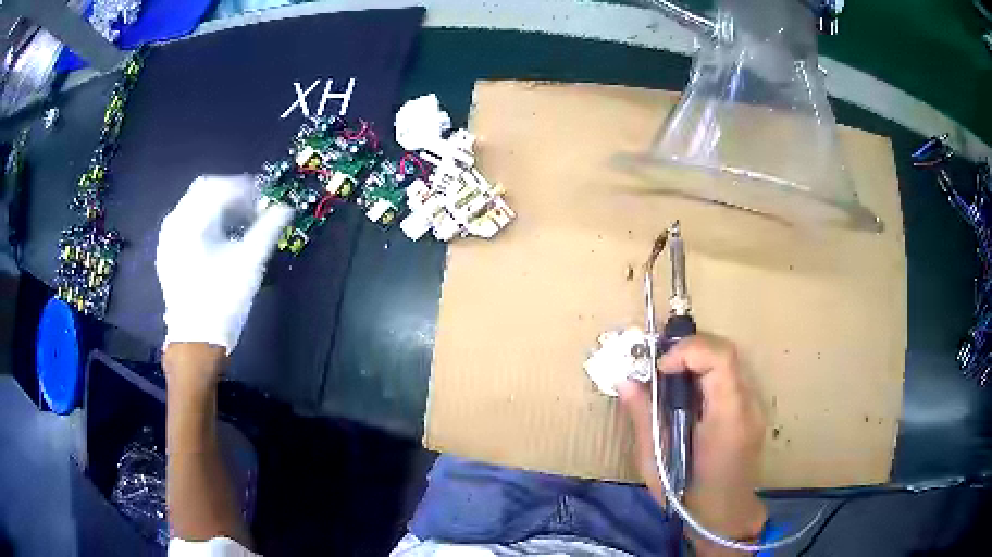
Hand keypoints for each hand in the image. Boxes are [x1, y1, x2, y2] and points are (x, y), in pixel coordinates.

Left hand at [156, 175, 292, 353]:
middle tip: (252, 210)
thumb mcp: (249, 264)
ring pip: (194, 204)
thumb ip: (268, 230)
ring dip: (218, 206)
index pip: (221, 187)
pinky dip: (205, 220)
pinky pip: (186, 221)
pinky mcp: (167, 253)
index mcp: (192, 222)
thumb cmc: (223, 301)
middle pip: (205, 190)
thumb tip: (285, 208)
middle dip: (232, 194)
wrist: (196, 343)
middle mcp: (175, 223)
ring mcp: (167, 238)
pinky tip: (219, 238)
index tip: (265, 203)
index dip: (247, 189)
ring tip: (238, 224)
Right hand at [617, 334, 767, 548]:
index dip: (688, 350)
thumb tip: (625, 381)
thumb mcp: (656, 462)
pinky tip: (685, 394)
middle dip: (689, 348)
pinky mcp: (750, 411)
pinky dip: (704, 374)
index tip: (659, 366)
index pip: (720, 359)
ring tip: (667, 375)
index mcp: (729, 418)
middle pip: (726, 352)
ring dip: (696, 359)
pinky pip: (729, 378)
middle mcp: (748, 405)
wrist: (724, 517)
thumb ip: (644, 417)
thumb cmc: (688, 497)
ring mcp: (753, 407)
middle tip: (658, 364)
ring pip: (728, 362)